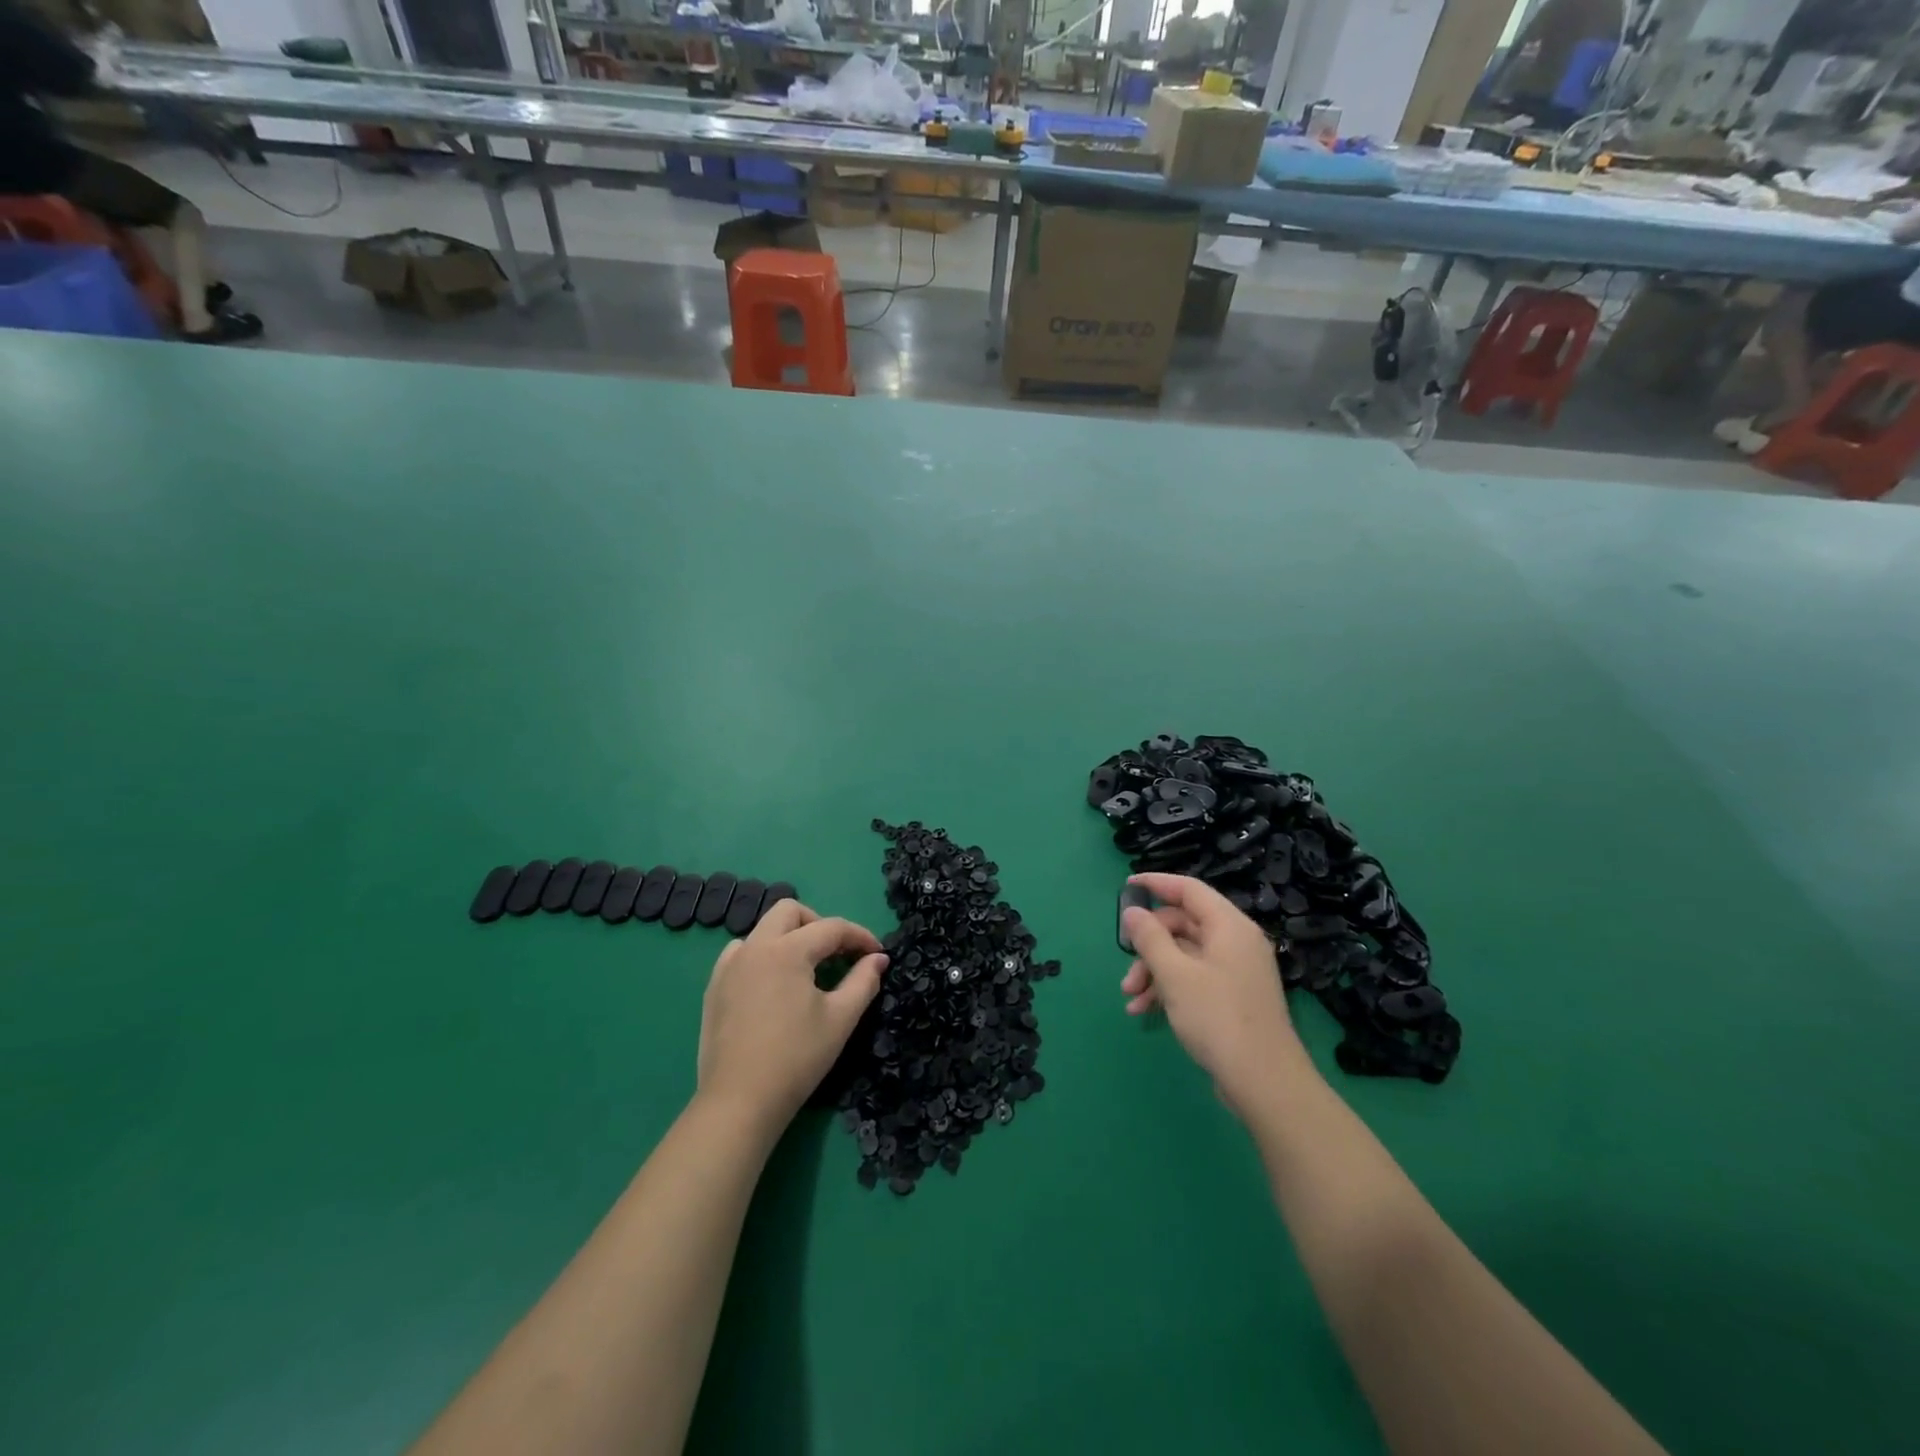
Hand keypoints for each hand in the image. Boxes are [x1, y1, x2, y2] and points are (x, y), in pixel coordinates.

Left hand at [696, 898, 887, 1130]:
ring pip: (763, 929)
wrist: (740, 1102)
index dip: (859, 936)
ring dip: (789, 937)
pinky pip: (741, 953)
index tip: (877, 953)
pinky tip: (773, 983)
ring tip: (806, 969)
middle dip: (819, 924)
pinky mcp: (715, 987)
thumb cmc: (797, 1058)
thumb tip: (878, 958)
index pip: (831, 927)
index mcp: (787, 951)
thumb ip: (863, 981)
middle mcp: (755, 947)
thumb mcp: (840, 1019)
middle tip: (837, 954)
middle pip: (790, 911)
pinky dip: (762, 955)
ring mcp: (729, 966)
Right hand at [1121, 873, 1306, 1115]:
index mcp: (1229, 926)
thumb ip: (1149, 938)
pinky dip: (1168, 988)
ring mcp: (1236, 971)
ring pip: (1184, 954)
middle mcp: (1235, 942)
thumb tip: (1133, 912)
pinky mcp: (1233, 997)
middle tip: (1125, 963)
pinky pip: (1194, 978)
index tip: (1126, 885)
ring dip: (1153, 970)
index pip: (1189, 889)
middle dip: (1148, 944)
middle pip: (1183, 924)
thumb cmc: (1217, 1018)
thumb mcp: (1174, 974)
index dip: (1156, 883)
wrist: (1264, 1082)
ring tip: (1129, 997)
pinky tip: (1144, 1011)